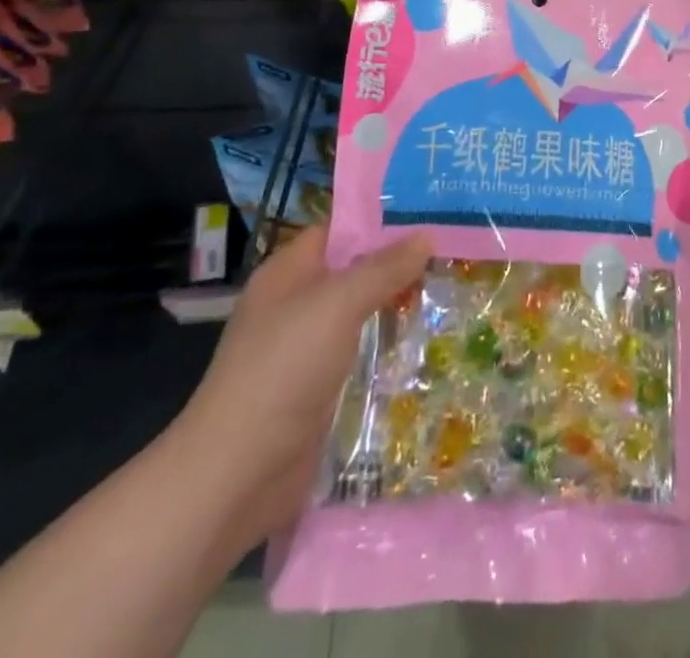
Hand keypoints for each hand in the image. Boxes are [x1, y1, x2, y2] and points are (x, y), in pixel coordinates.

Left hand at [162, 225, 430, 552]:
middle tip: (453, 252)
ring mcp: (306, 351)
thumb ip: (383, 269)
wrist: (236, 475)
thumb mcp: (337, 305)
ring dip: (398, 308)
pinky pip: (361, 356)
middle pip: (354, 272)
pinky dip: (390, 349)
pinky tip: (428, 344)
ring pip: (361, 315)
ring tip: (452, 292)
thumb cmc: (283, 370)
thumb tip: (426, 236)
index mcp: (288, 273)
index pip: (339, 230)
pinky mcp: (319, 391)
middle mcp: (296, 305)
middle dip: (399, 265)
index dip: (380, 220)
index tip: (430, 213)